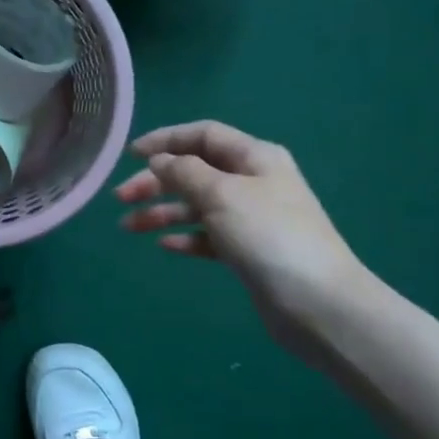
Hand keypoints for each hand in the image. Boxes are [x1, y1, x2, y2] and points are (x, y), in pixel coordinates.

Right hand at [115, 121, 370, 349]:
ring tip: (128, 227)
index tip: (130, 154)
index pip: (204, 135)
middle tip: (120, 198)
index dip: (166, 140)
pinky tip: (163, 246)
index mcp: (254, 157)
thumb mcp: (221, 194)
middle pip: (195, 171)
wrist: (318, 303)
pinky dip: (184, 237)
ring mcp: (252, 218)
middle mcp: (253, 181)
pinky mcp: (249, 251)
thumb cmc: (268, 236)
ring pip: (197, 205)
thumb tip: (160, 160)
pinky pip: (208, 236)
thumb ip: (185, 172)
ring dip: (162, 211)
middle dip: (156, 181)